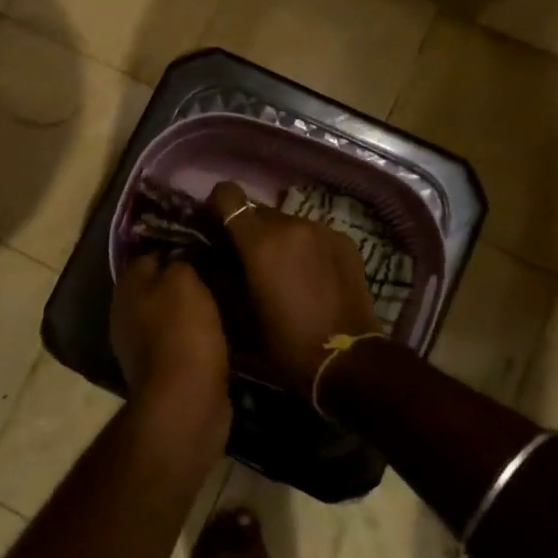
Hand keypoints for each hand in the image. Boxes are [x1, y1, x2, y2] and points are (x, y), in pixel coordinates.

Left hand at [110, 255, 231, 435]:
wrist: (185, 402)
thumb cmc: (183, 332)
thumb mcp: (184, 280)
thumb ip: (180, 259)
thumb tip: (181, 252)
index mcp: (127, 286)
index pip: (150, 251)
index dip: (177, 243)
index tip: (207, 239)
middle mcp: (126, 312)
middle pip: (158, 283)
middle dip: (185, 275)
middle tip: (220, 265)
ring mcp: (140, 344)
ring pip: (170, 311)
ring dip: (192, 305)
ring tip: (225, 293)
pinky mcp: (161, 369)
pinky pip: (180, 338)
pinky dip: (197, 332)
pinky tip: (221, 326)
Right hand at [210, 181, 380, 400]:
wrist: (348, 361)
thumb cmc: (286, 345)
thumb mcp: (240, 316)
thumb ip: (221, 277)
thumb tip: (209, 258)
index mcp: (260, 242)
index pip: (227, 195)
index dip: (217, 207)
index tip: (216, 228)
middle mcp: (291, 224)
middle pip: (257, 210)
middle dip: (248, 230)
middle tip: (248, 260)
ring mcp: (322, 230)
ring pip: (286, 222)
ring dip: (278, 239)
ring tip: (283, 272)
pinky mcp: (344, 240)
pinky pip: (312, 234)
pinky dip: (305, 247)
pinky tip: (311, 277)